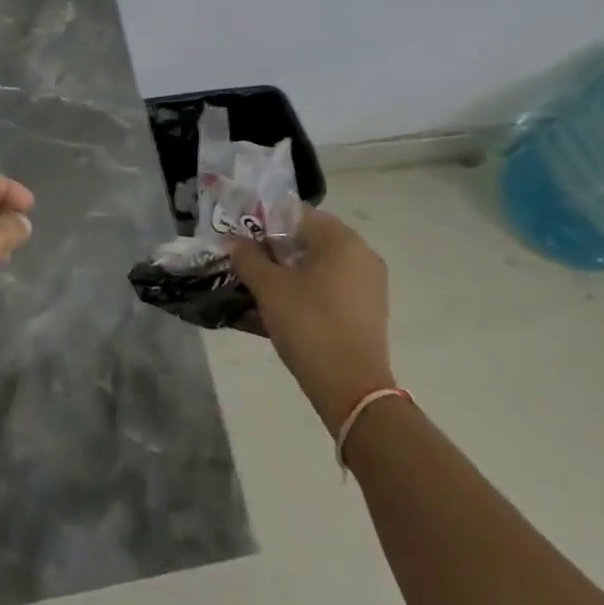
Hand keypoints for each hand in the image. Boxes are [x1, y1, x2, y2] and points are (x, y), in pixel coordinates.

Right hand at [230, 207, 393, 432]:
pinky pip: (329, 288)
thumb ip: (248, 257)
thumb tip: (235, 242)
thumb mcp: (269, 289)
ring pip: (317, 266)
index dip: (262, 222)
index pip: (294, 213)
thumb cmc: (310, 326)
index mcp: (341, 239)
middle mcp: (361, 254)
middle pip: (307, 239)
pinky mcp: (367, 310)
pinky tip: (280, 310)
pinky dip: (305, 291)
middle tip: (245, 264)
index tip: (240, 240)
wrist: (353, 390)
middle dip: (273, 250)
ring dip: (287, 272)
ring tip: (257, 289)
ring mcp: (368, 284)